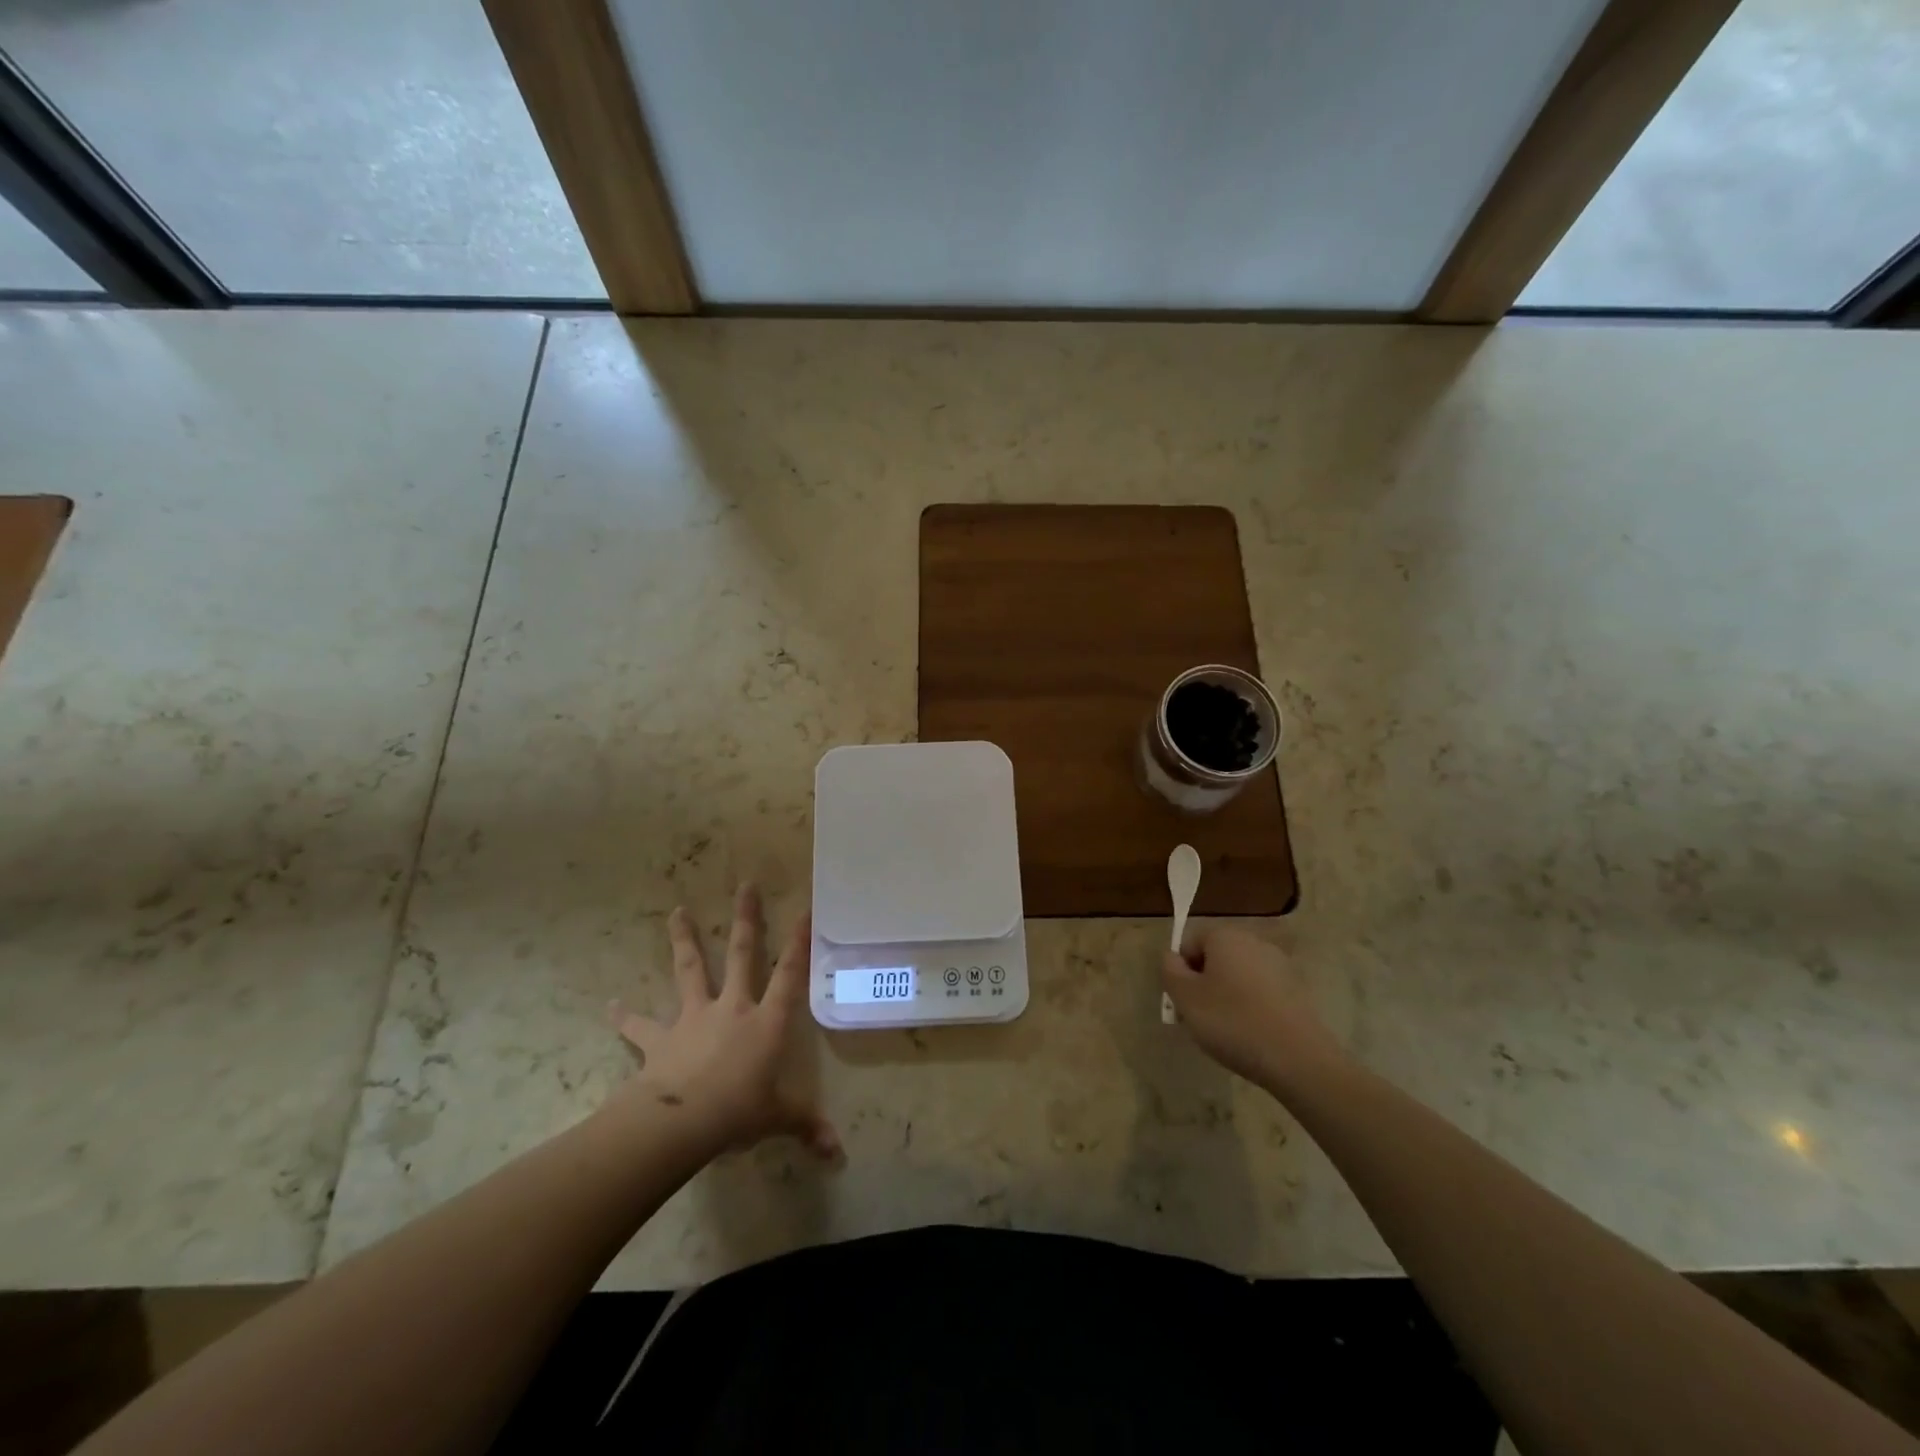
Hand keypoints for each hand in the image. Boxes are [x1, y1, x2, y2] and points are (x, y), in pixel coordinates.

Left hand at [608, 884, 839, 1159]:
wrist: (680, 1122)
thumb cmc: (738, 1112)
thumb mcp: (777, 1119)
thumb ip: (805, 1126)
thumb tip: (836, 1152)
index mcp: (766, 1021)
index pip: (790, 975)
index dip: (799, 943)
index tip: (805, 909)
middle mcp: (732, 1008)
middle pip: (741, 954)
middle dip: (746, 919)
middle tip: (745, 885)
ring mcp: (694, 1018)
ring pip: (690, 970)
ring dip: (683, 940)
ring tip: (676, 911)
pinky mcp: (660, 1038)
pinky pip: (640, 1025)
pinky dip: (625, 1016)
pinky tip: (610, 1006)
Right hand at [1162, 925, 1345, 1095]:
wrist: (1298, 1059)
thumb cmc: (1232, 1021)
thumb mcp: (1185, 997)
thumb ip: (1169, 970)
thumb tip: (1172, 957)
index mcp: (1225, 936)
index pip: (1190, 943)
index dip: (1181, 972)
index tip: (1184, 1003)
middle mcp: (1254, 942)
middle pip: (1215, 958)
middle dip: (1204, 984)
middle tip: (1200, 1019)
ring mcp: (1280, 965)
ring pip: (1238, 976)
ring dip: (1227, 997)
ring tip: (1226, 1031)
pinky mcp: (1297, 991)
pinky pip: (1261, 992)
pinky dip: (1251, 1008)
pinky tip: (1252, 1035)